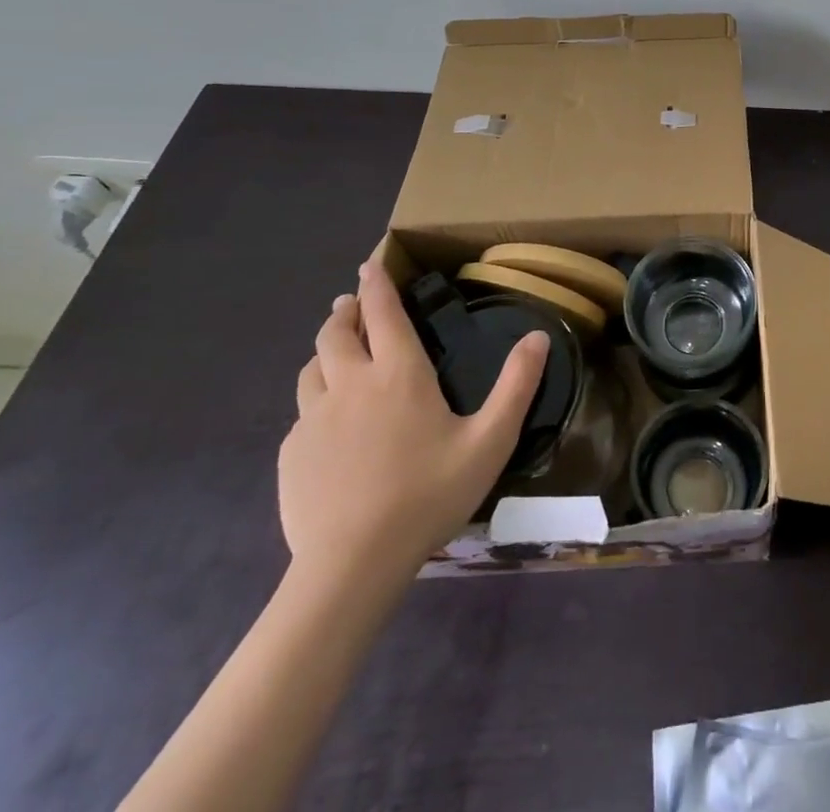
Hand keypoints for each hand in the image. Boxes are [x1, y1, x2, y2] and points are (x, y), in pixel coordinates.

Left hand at [279, 259, 546, 584]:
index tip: (368, 264)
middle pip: (336, 333)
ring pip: (312, 369)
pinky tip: (328, 423)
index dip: (376, 284)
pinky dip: (315, 400)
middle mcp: (351, 385)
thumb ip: (517, 386)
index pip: (383, 313)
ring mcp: (313, 420)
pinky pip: (302, 413)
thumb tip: (538, 336)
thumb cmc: (428, 495)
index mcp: (399, 375)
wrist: (351, 566)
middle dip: (345, 311)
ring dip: (325, 351)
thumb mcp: (490, 441)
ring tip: (336, 354)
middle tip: (351, 305)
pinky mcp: (291, 454)